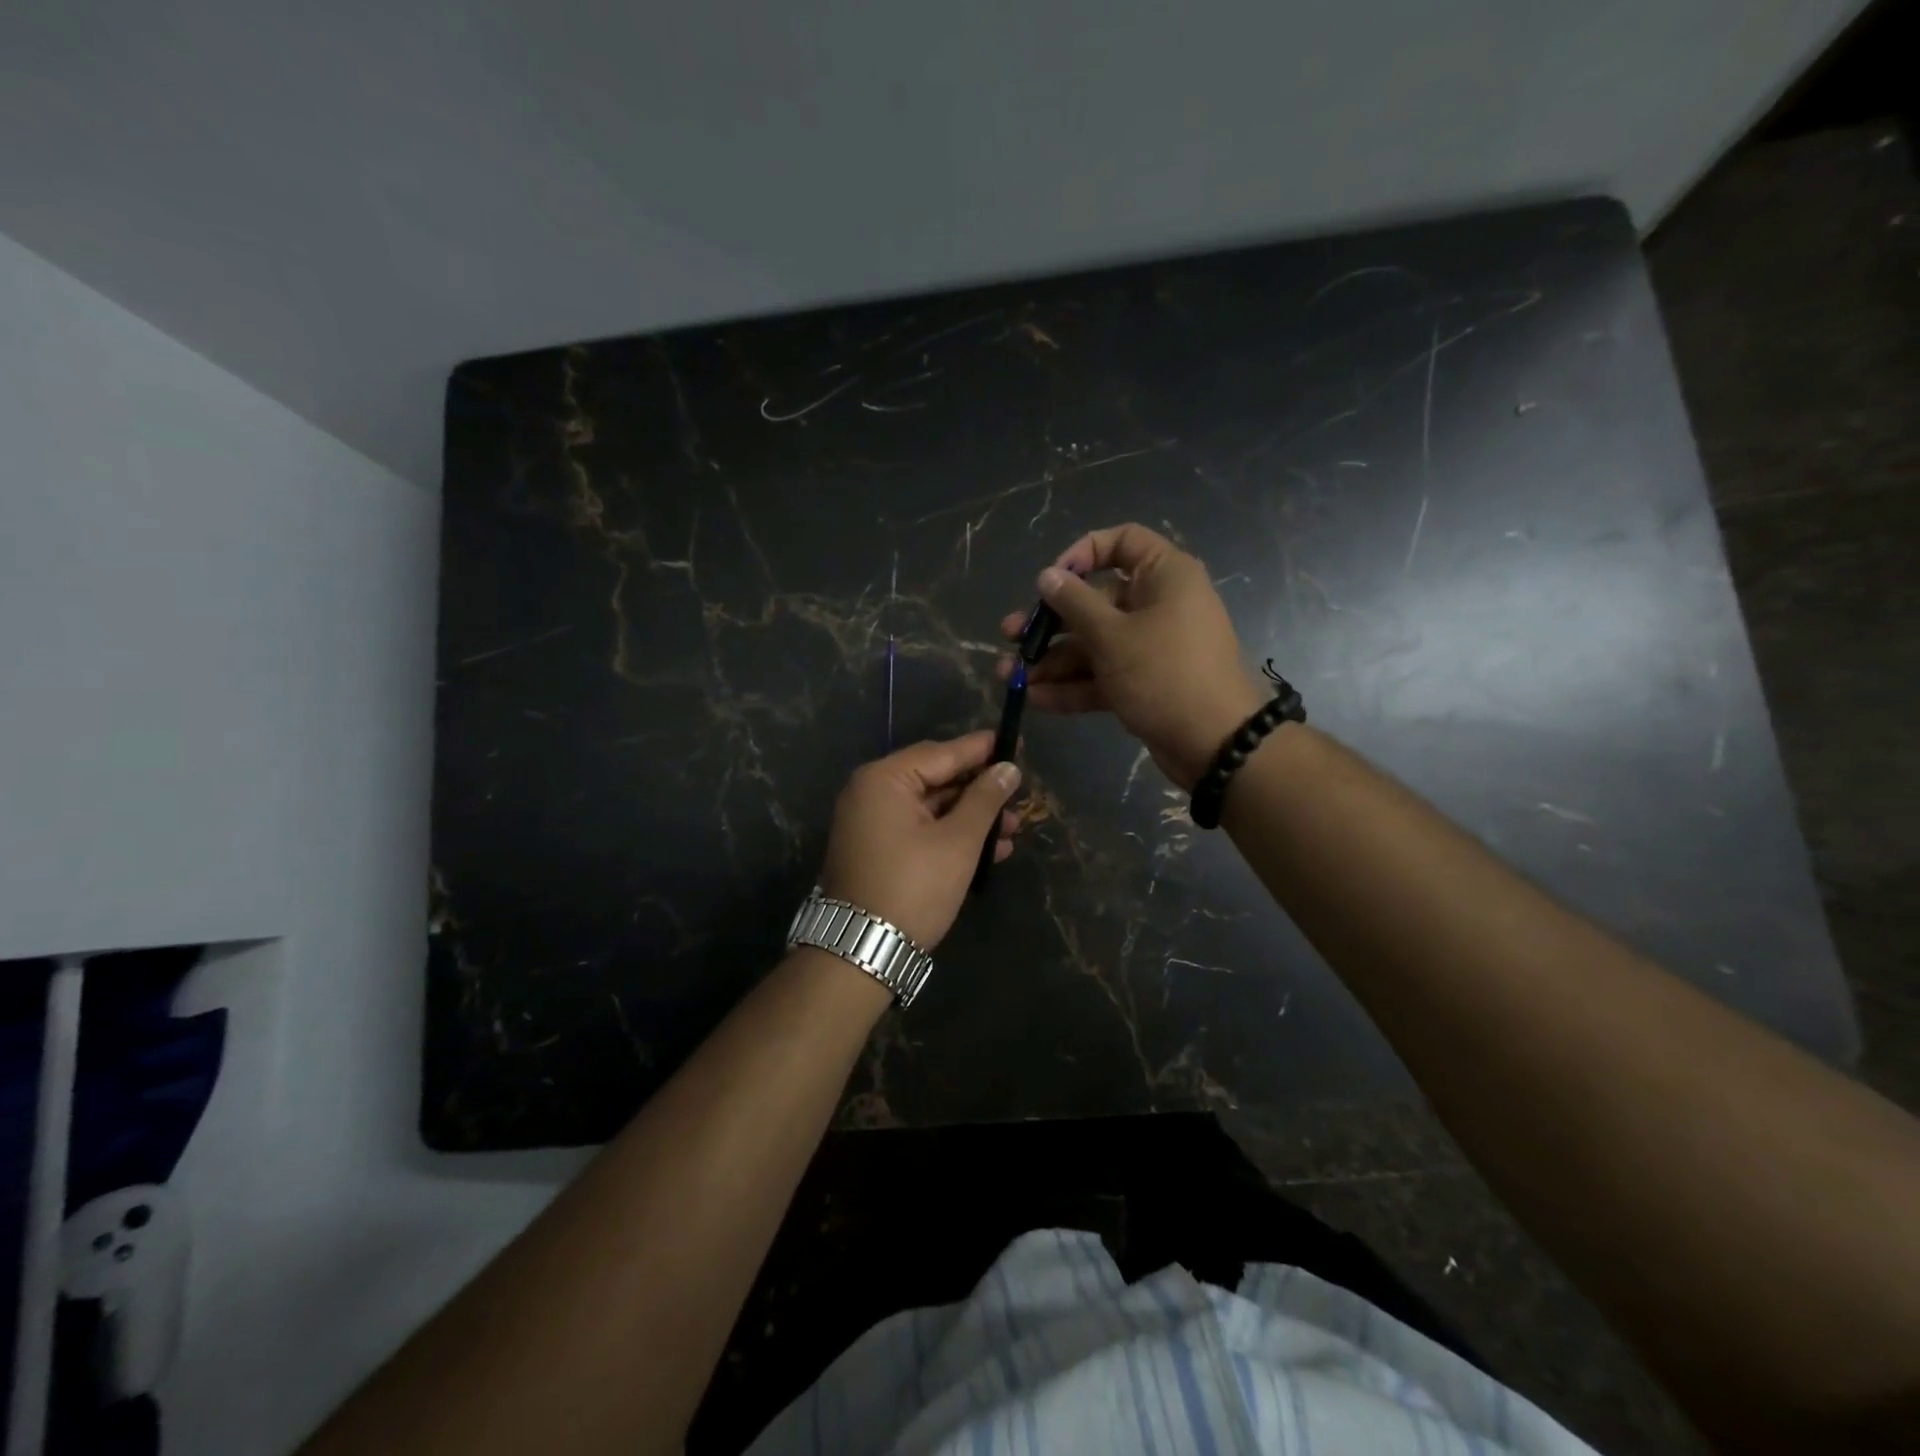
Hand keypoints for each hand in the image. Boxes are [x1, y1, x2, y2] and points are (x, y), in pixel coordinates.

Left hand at [817, 732, 1023, 950]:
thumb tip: (1008, 768)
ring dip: (970, 819)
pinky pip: (919, 830)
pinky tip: (988, 851)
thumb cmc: (913, 886)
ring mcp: (871, 824)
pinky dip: (950, 837)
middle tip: (1018, 797)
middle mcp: (871, 793)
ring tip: (1011, 830)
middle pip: (936, 779)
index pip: (941, 753)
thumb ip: (985, 799)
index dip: (980, 749)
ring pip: (931, 809)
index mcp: (884, 780)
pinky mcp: (877, 850)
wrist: (863, 949)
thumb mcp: (958, 841)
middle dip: (979, 792)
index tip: (1014, 742)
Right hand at [1000, 523, 1264, 790]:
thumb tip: (1047, 576)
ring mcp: (1150, 647)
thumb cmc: (1164, 674)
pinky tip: (1036, 699)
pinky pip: (1104, 675)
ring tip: (1012, 677)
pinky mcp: (1144, 682)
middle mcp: (1158, 605)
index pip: (1122, 542)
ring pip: (1094, 643)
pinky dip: (1073, 685)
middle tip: (1011, 636)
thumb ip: (1074, 604)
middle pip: (1096, 601)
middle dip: (1051, 623)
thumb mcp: (1112, 637)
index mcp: (1164, 576)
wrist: (1215, 744)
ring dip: (1053, 660)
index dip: (1082, 554)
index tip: (1051, 580)